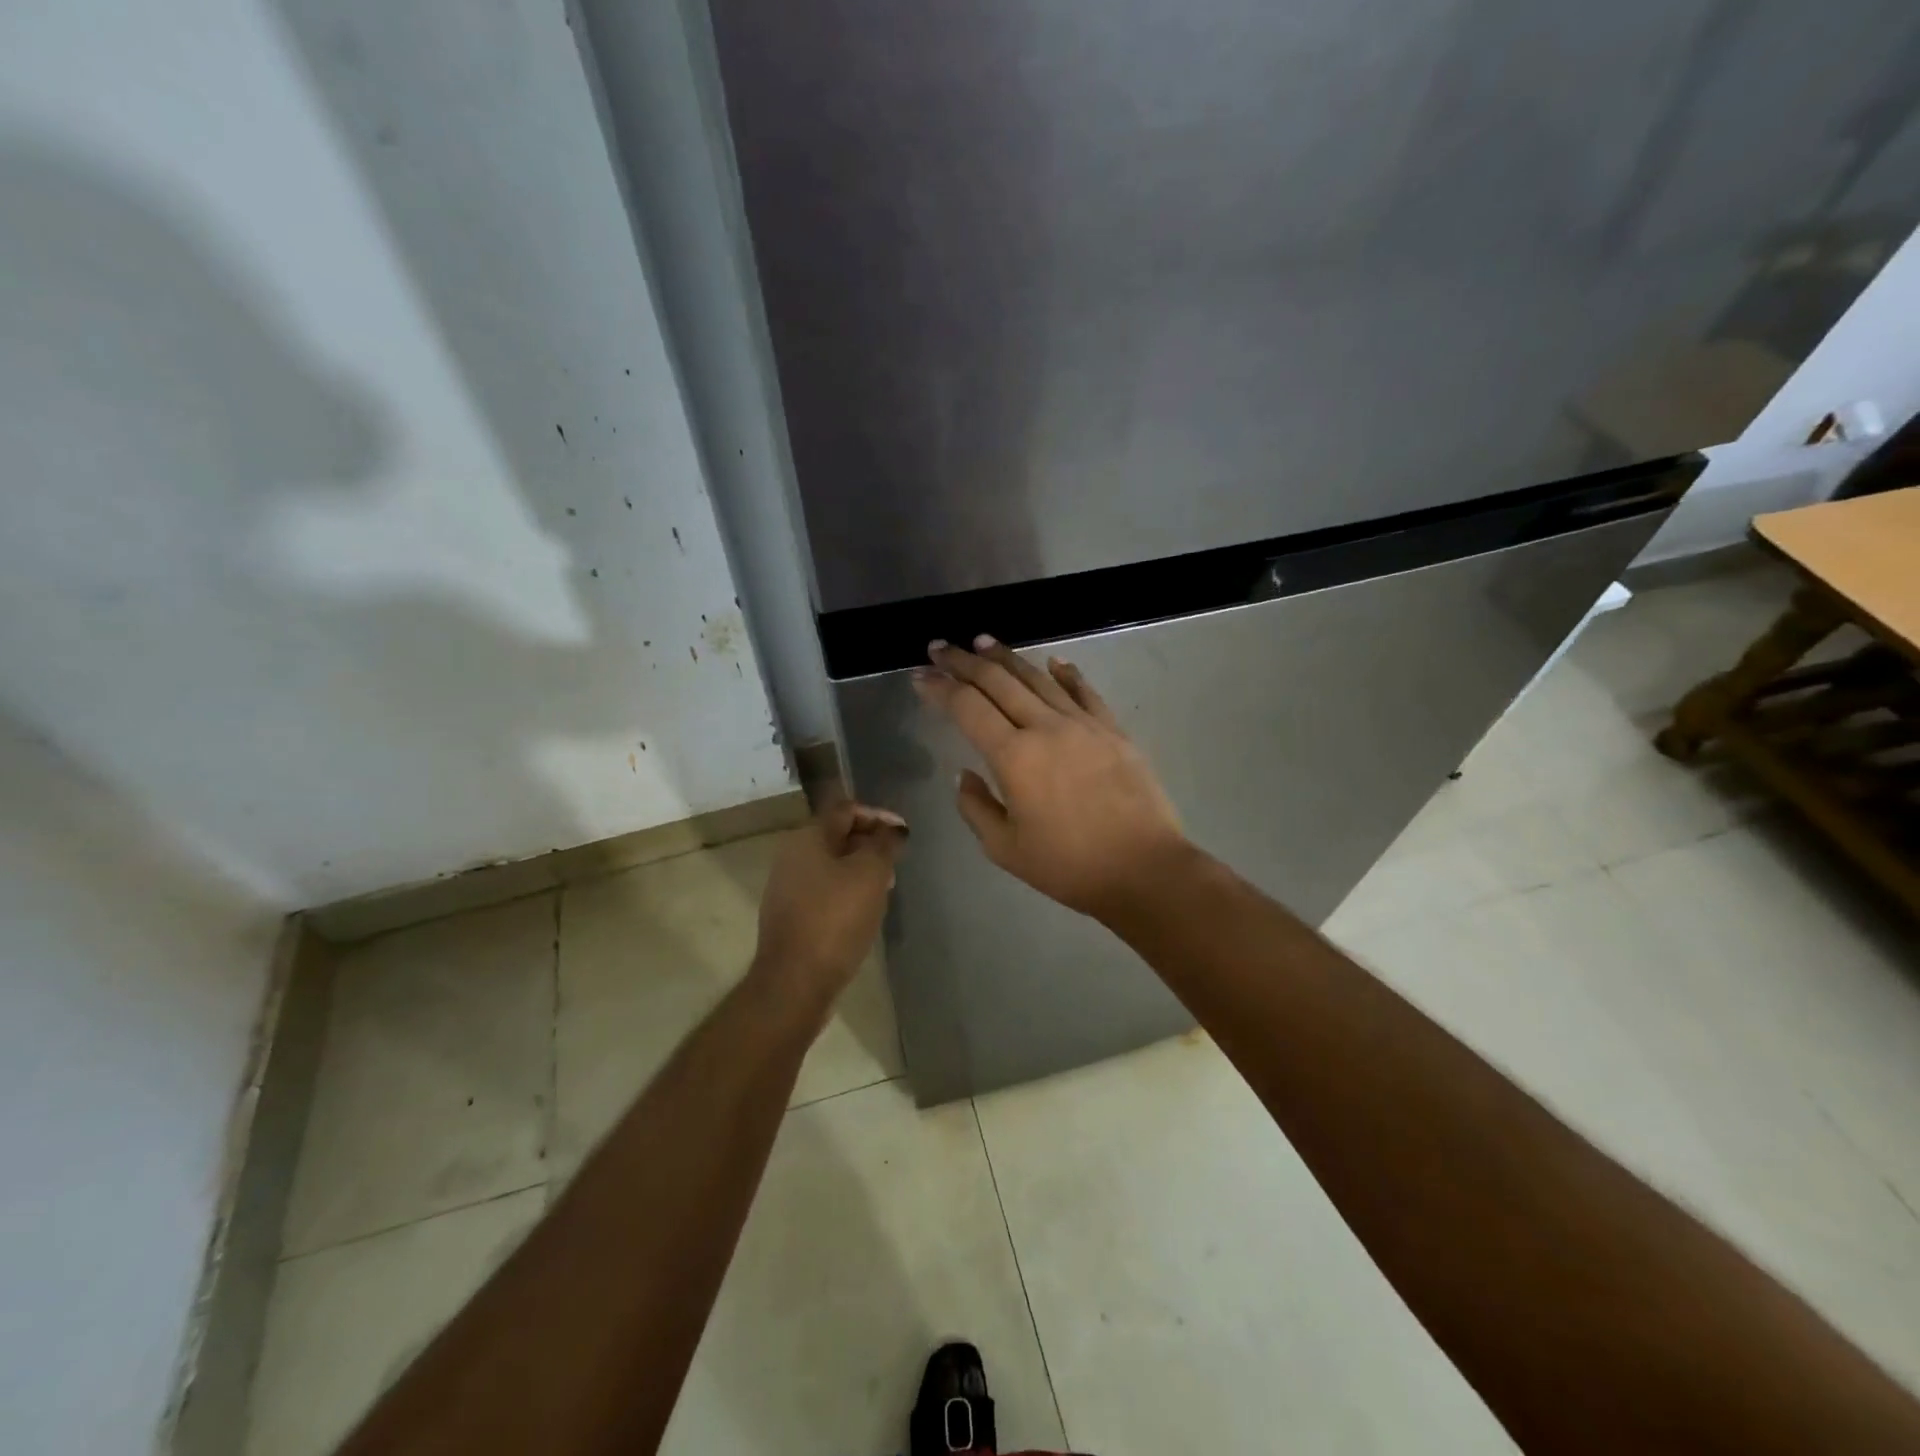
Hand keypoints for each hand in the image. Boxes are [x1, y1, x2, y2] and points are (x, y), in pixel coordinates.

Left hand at [753, 800, 907, 999]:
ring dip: (861, 869)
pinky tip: (864, 911)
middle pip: (838, 836)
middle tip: (897, 862)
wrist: (795, 981)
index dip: (878, 815)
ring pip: (832, 865)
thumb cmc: (836, 919)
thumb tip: (894, 829)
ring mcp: (788, 887)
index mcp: (807, 838)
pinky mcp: (791, 915)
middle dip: (871, 843)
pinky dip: (847, 891)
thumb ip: (884, 844)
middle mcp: (791, 856)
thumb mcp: (870, 874)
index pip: (846, 810)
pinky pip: (824, 890)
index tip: (904, 834)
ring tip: (886, 887)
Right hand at [912, 636, 1190, 921]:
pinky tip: (1054, 661)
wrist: (1144, 869)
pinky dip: (1067, 673)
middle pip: (998, 682)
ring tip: (984, 642)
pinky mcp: (1113, 730)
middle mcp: (1045, 727)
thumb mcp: (1005, 849)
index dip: (940, 688)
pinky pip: (1084, 692)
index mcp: (1013, 756)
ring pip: (1038, 679)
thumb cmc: (1069, 866)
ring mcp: (1083, 724)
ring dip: (1008, 658)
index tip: (920, 675)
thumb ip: (977, 808)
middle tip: (941, 647)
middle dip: (965, 662)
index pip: (968, 708)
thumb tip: (965, 776)